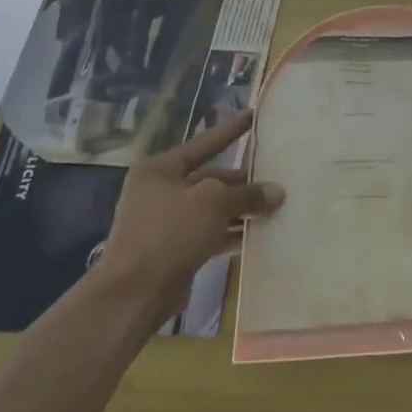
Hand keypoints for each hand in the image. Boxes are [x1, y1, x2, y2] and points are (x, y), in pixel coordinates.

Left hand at [96, 109, 284, 320]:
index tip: (252, 116)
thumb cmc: (169, 233)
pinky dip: (231, 233)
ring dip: (241, 210)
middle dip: (242, 182)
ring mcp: (166, 223)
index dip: (230, 131)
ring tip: (275, 207)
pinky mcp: (174, 251)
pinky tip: (258, 235)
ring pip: (212, 209)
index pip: (203, 144)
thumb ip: (247, 194)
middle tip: (276, 178)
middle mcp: (160, 192)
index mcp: (160, 170)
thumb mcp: (213, 204)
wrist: (134, 294)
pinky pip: (210, 234)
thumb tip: (277, 192)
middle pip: (210, 179)